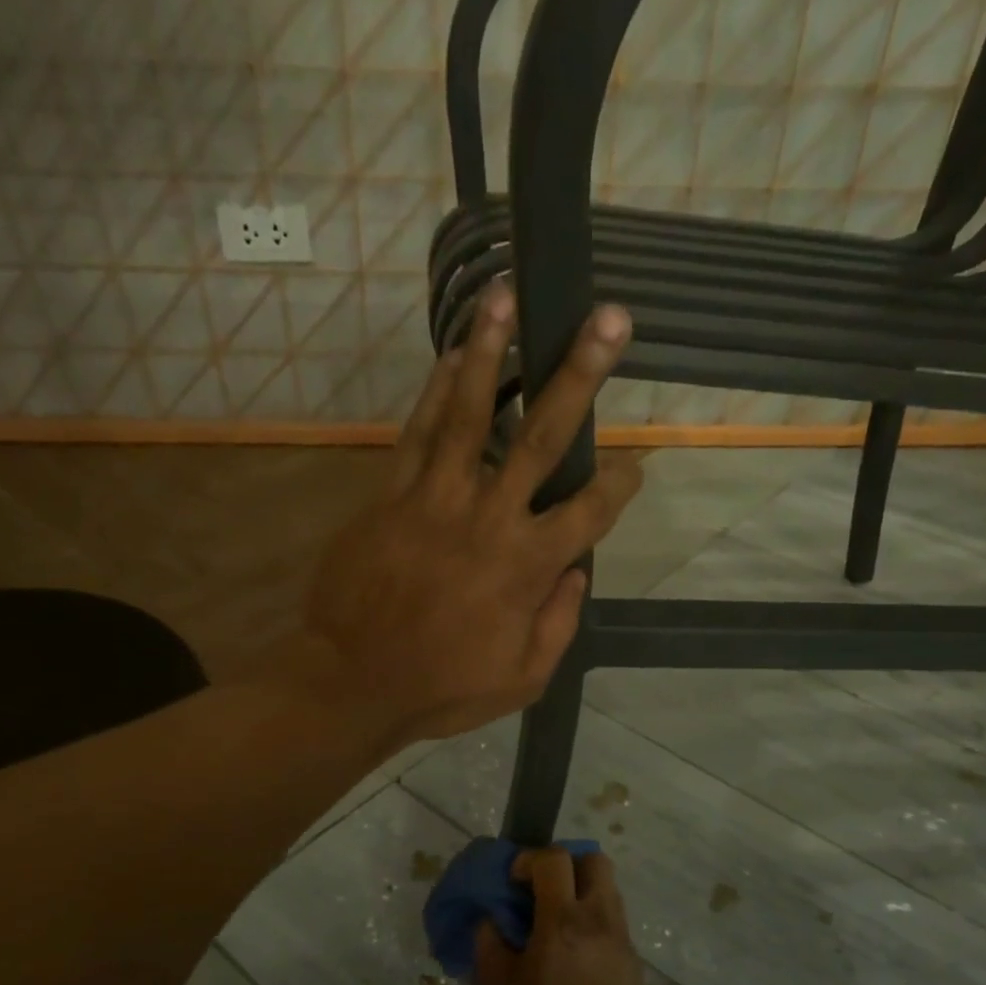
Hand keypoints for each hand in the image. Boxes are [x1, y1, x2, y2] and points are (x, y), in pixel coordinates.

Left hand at [302, 285, 640, 745]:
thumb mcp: (522, 679)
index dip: (619, 484)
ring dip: (492, 352)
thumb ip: (559, 623)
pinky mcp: (391, 495)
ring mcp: (435, 500)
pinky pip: (417, 433)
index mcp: (527, 568)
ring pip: (470, 414)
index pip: (590, 512)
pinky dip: (435, 392)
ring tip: (507, 297)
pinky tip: (450, 355)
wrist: (351, 681)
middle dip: (579, 375)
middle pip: (543, 437)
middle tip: (608, 320)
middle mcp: (488, 519)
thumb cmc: (441, 688)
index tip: (634, 465)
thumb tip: (577, 573)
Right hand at [475, 848, 643, 984]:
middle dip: (567, 863)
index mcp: (562, 922)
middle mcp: (599, 921)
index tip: (515, 880)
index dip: (531, 859)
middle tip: (544, 888)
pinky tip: (574, 953)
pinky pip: (613, 920)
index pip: (555, 859)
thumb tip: (491, 919)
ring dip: (581, 890)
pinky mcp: (632, 961)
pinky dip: (593, 920)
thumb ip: (488, 943)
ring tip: (557, 921)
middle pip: (595, 860)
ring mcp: (621, 940)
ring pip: (608, 888)